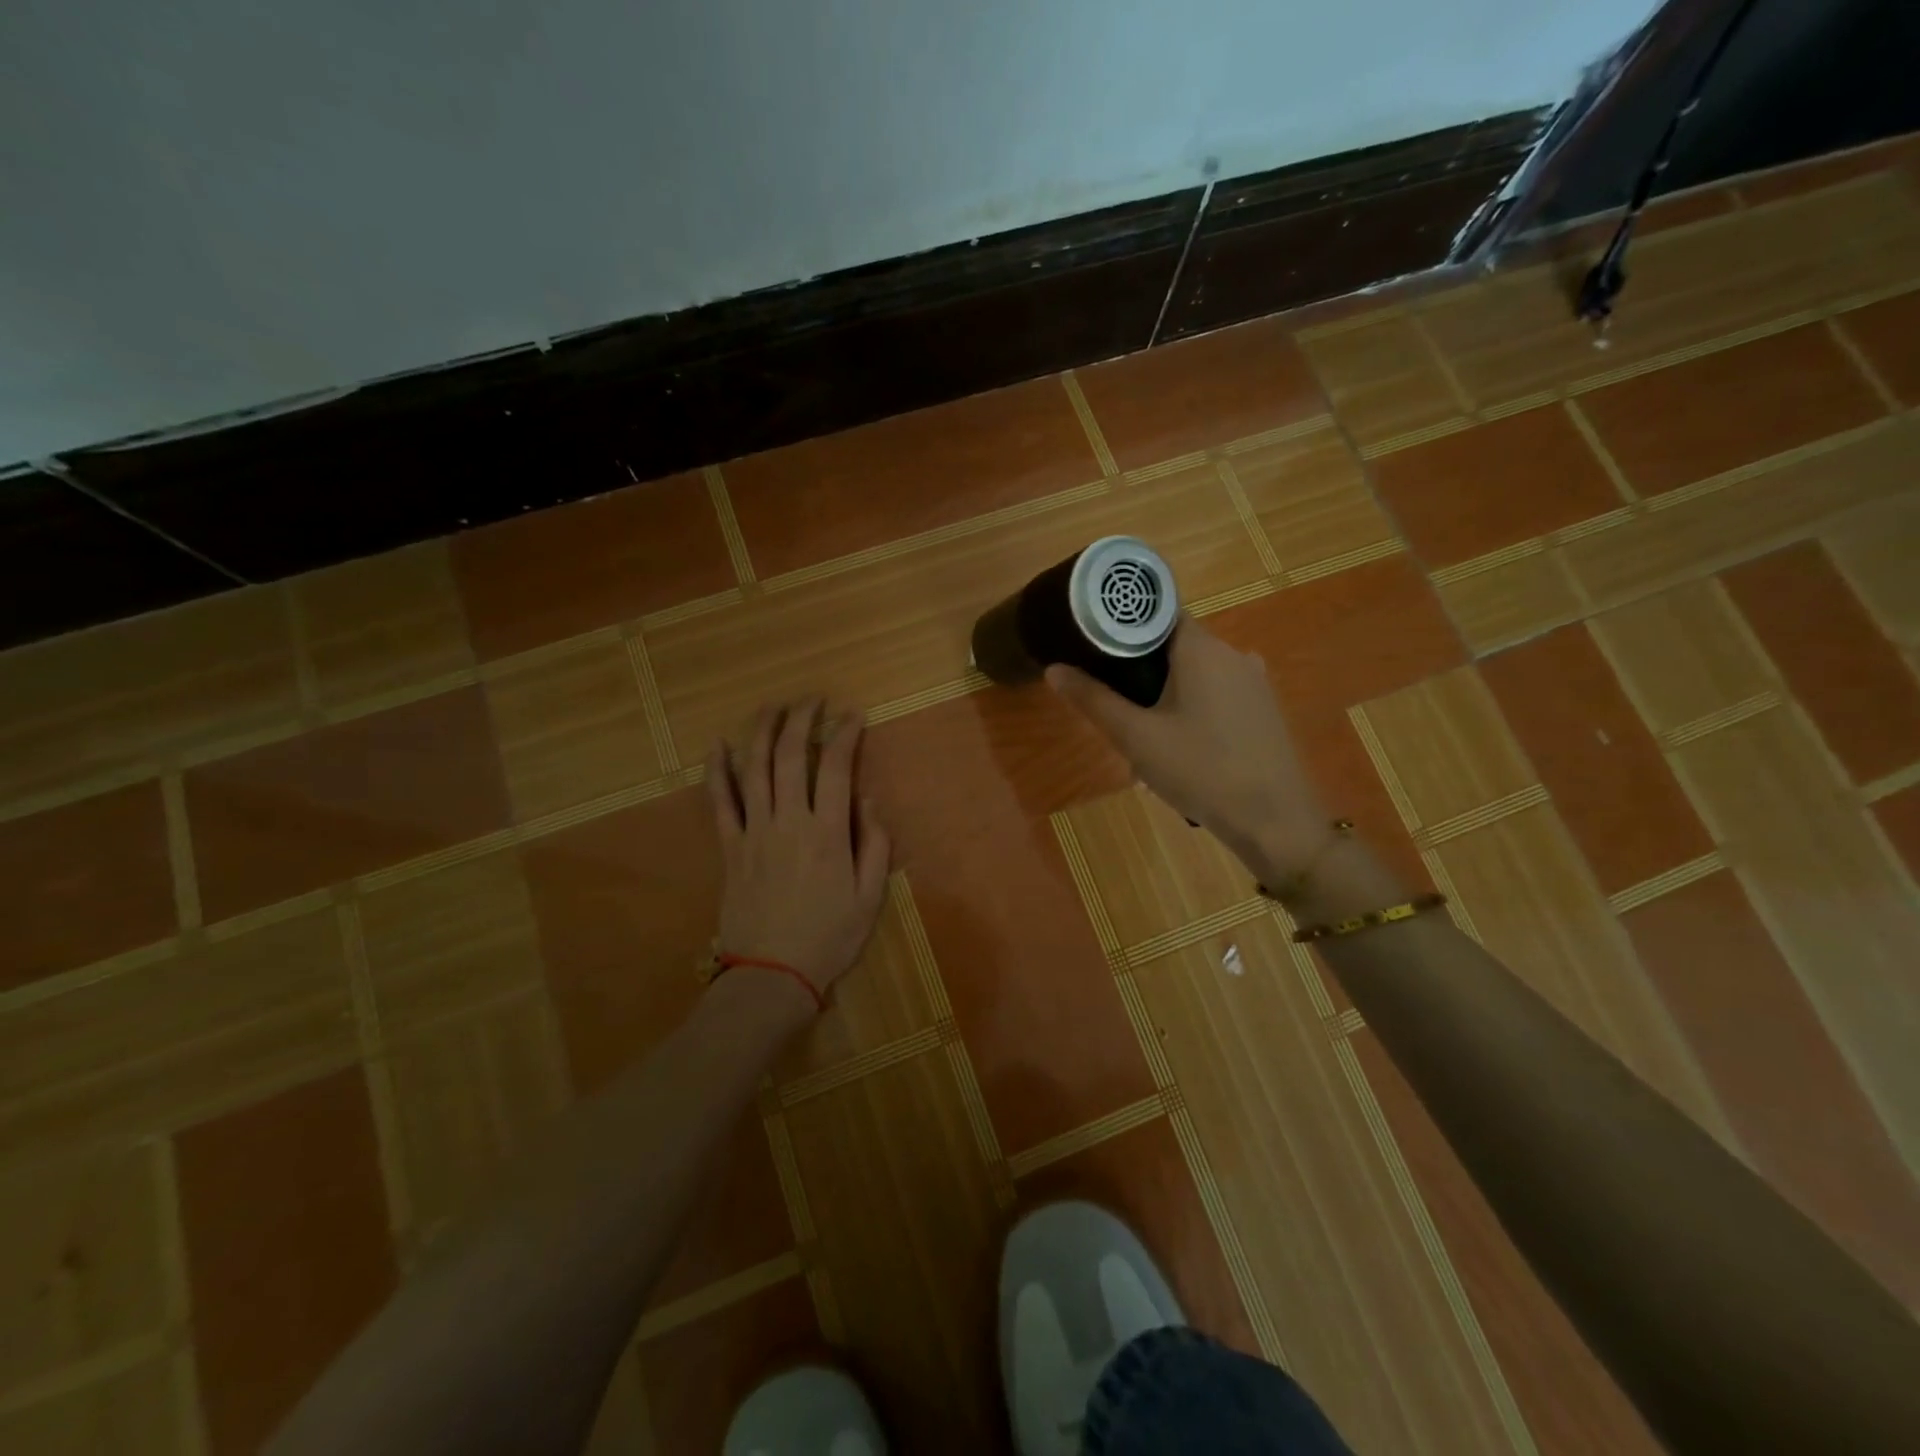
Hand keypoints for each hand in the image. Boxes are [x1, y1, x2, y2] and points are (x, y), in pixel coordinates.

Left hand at [706, 700, 891, 1006]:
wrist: (771, 975)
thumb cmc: (829, 937)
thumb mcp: (870, 897)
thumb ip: (874, 844)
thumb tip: (866, 798)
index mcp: (828, 833)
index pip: (835, 768)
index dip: (844, 734)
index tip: (852, 715)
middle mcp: (788, 822)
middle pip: (789, 757)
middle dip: (800, 720)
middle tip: (811, 700)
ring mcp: (754, 832)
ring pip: (753, 770)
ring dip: (762, 732)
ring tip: (772, 707)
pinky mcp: (730, 848)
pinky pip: (720, 802)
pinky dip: (717, 771)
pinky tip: (718, 746)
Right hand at [1045, 618, 1328, 880]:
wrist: (1274, 821)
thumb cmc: (1200, 770)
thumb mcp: (1136, 737)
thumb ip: (1094, 699)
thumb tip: (1053, 669)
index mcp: (1203, 648)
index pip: (1158, 613)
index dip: (1124, 625)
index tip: (1096, 646)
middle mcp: (1233, 653)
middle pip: (1175, 645)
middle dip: (1141, 670)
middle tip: (1114, 704)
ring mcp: (1254, 682)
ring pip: (1196, 674)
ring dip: (1166, 695)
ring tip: (1143, 735)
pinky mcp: (1264, 709)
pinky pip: (1218, 695)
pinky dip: (1193, 709)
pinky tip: (1181, 748)